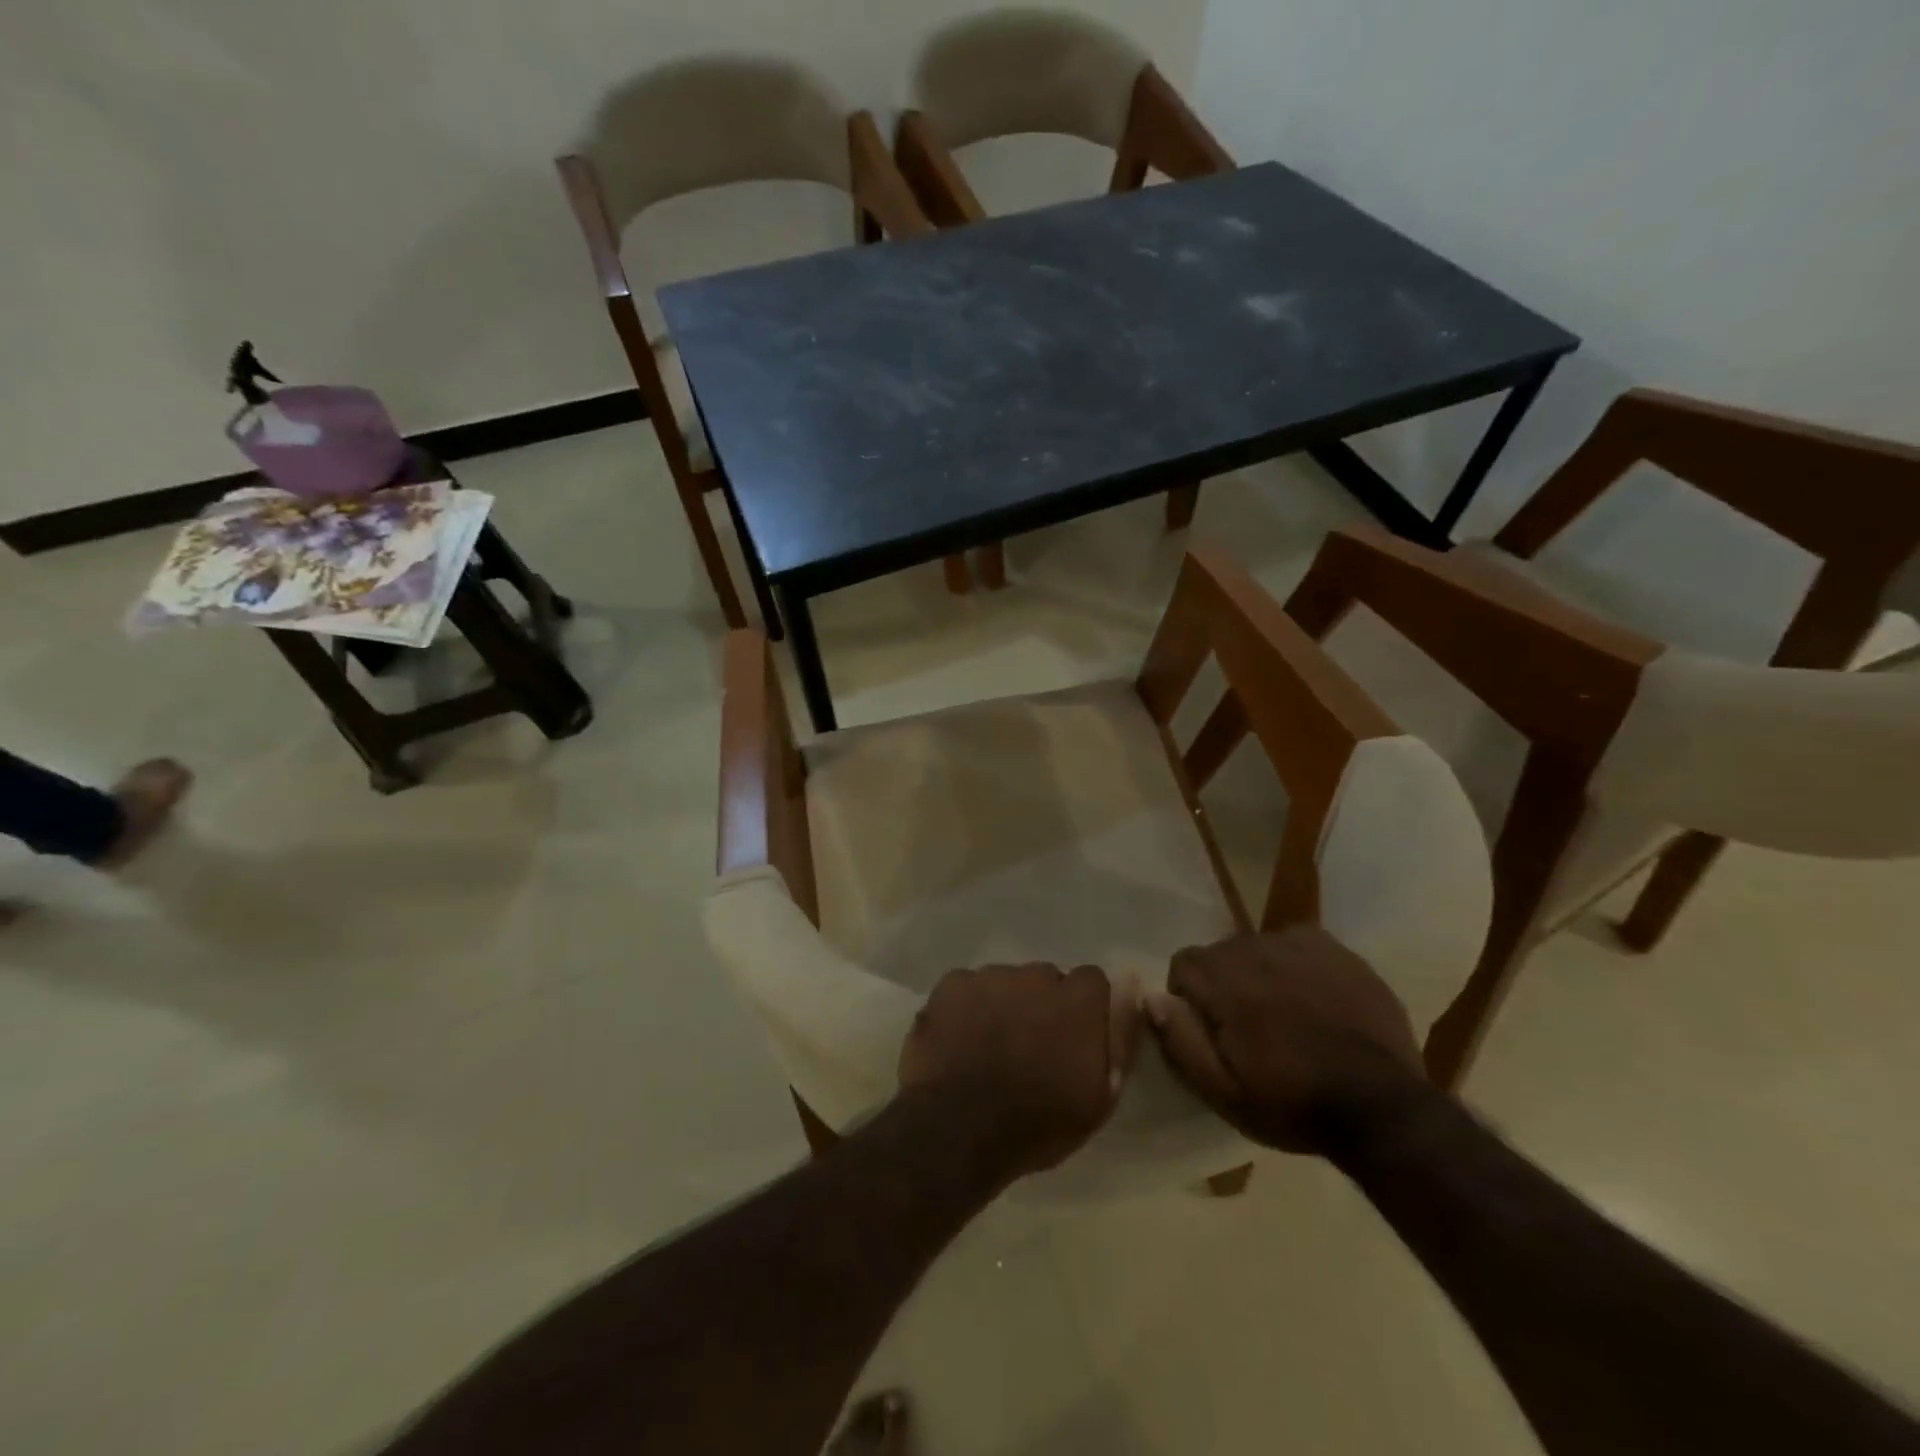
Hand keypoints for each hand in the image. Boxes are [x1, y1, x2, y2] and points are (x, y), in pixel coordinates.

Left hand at [899, 963, 1140, 1183]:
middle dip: (1042, 1004)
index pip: (1092, 981)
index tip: (1073, 1040)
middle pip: (1046, 979)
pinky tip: (959, 1039)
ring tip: (991, 1045)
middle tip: (1029, 1046)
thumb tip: (1131, 981)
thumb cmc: (1038, 1123)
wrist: (958, 1130)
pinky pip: (968, 986)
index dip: (1084, 1009)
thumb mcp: (1101, 1096)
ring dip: (1005, 1003)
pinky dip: (967, 1006)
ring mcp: (990, 976)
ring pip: (1006, 980)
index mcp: (1077, 1001)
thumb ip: (1120, 1035)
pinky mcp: (952, 984)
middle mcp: (1036, 976)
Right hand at [1147, 929, 1427, 1155]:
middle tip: (1251, 1031)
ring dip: (1260, 975)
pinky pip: (1296, 945)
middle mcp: (1257, 948)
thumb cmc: (1293, 1103)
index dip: (1190, 998)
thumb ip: (1180, 1040)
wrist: (1383, 1109)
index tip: (1212, 1032)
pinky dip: (1295, 966)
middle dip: (1226, 986)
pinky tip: (1312, 1000)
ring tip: (1286, 1017)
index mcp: (1225, 980)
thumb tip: (1152, 996)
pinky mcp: (1336, 950)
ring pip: (1258, 948)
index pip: (1183, 964)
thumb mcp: (1223, 1092)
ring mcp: (1300, 945)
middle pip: (1220, 954)